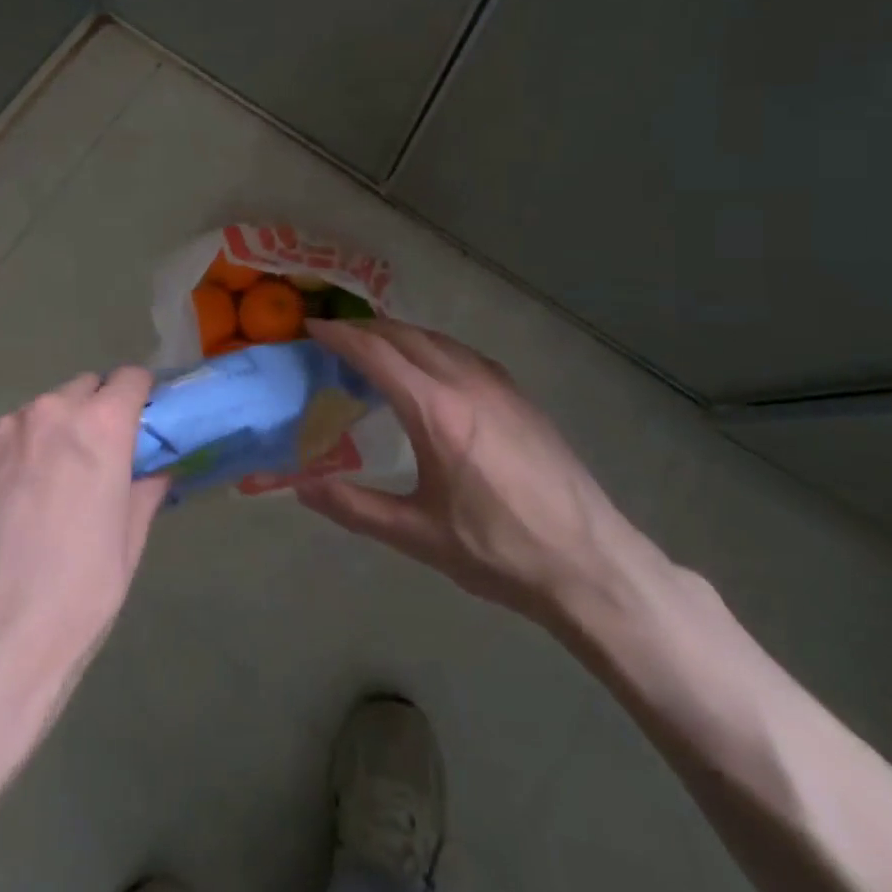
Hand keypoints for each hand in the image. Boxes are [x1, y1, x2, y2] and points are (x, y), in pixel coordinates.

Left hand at [0, 367, 167, 727]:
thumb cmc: (74, 597)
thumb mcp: (128, 544)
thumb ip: (145, 489)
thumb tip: (155, 469)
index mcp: (99, 427)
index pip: (130, 378)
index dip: (141, 397)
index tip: (142, 423)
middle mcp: (48, 412)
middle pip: (83, 388)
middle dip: (96, 413)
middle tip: (97, 460)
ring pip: (40, 413)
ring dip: (52, 433)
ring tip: (46, 489)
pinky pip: (2, 439)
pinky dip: (15, 455)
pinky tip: (7, 506)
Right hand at [299, 319, 644, 626]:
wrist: (590, 563)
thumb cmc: (498, 551)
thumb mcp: (417, 535)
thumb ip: (354, 507)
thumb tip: (301, 488)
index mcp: (436, 411)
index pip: (376, 353)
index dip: (339, 336)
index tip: (310, 328)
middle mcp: (467, 383)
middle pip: (405, 335)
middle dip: (365, 329)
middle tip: (334, 338)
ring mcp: (499, 385)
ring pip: (437, 339)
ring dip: (399, 335)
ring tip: (374, 350)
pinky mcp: (520, 396)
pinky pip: (463, 353)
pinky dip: (431, 347)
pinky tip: (429, 370)